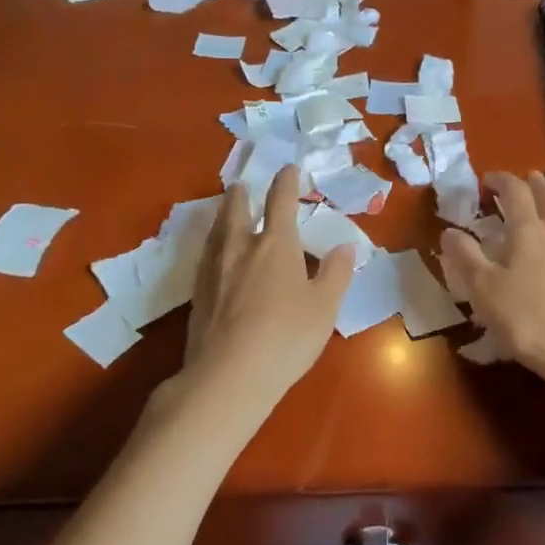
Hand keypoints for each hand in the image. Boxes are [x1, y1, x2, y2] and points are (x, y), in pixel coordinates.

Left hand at [183, 165, 353, 404]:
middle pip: (238, 211)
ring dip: (223, 215)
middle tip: (242, 185)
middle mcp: (241, 248)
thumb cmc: (286, 337)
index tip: (288, 168)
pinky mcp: (198, 295)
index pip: (281, 202)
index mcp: (276, 245)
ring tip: (225, 211)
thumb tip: (346, 246)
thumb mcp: (324, 307)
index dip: (286, 182)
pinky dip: (213, 245)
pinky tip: (213, 257)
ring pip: (217, 232)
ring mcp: (215, 271)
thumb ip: (336, 273)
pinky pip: (206, 257)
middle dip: (242, 195)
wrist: (228, 376)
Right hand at [439, 171, 544, 384]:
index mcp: (528, 229)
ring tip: (535, 207)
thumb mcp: (484, 290)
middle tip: (517, 183)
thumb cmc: (528, 319)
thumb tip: (450, 231)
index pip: (514, 191)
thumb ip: (465, 257)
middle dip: (530, 184)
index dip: (499, 180)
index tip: (485, 181)